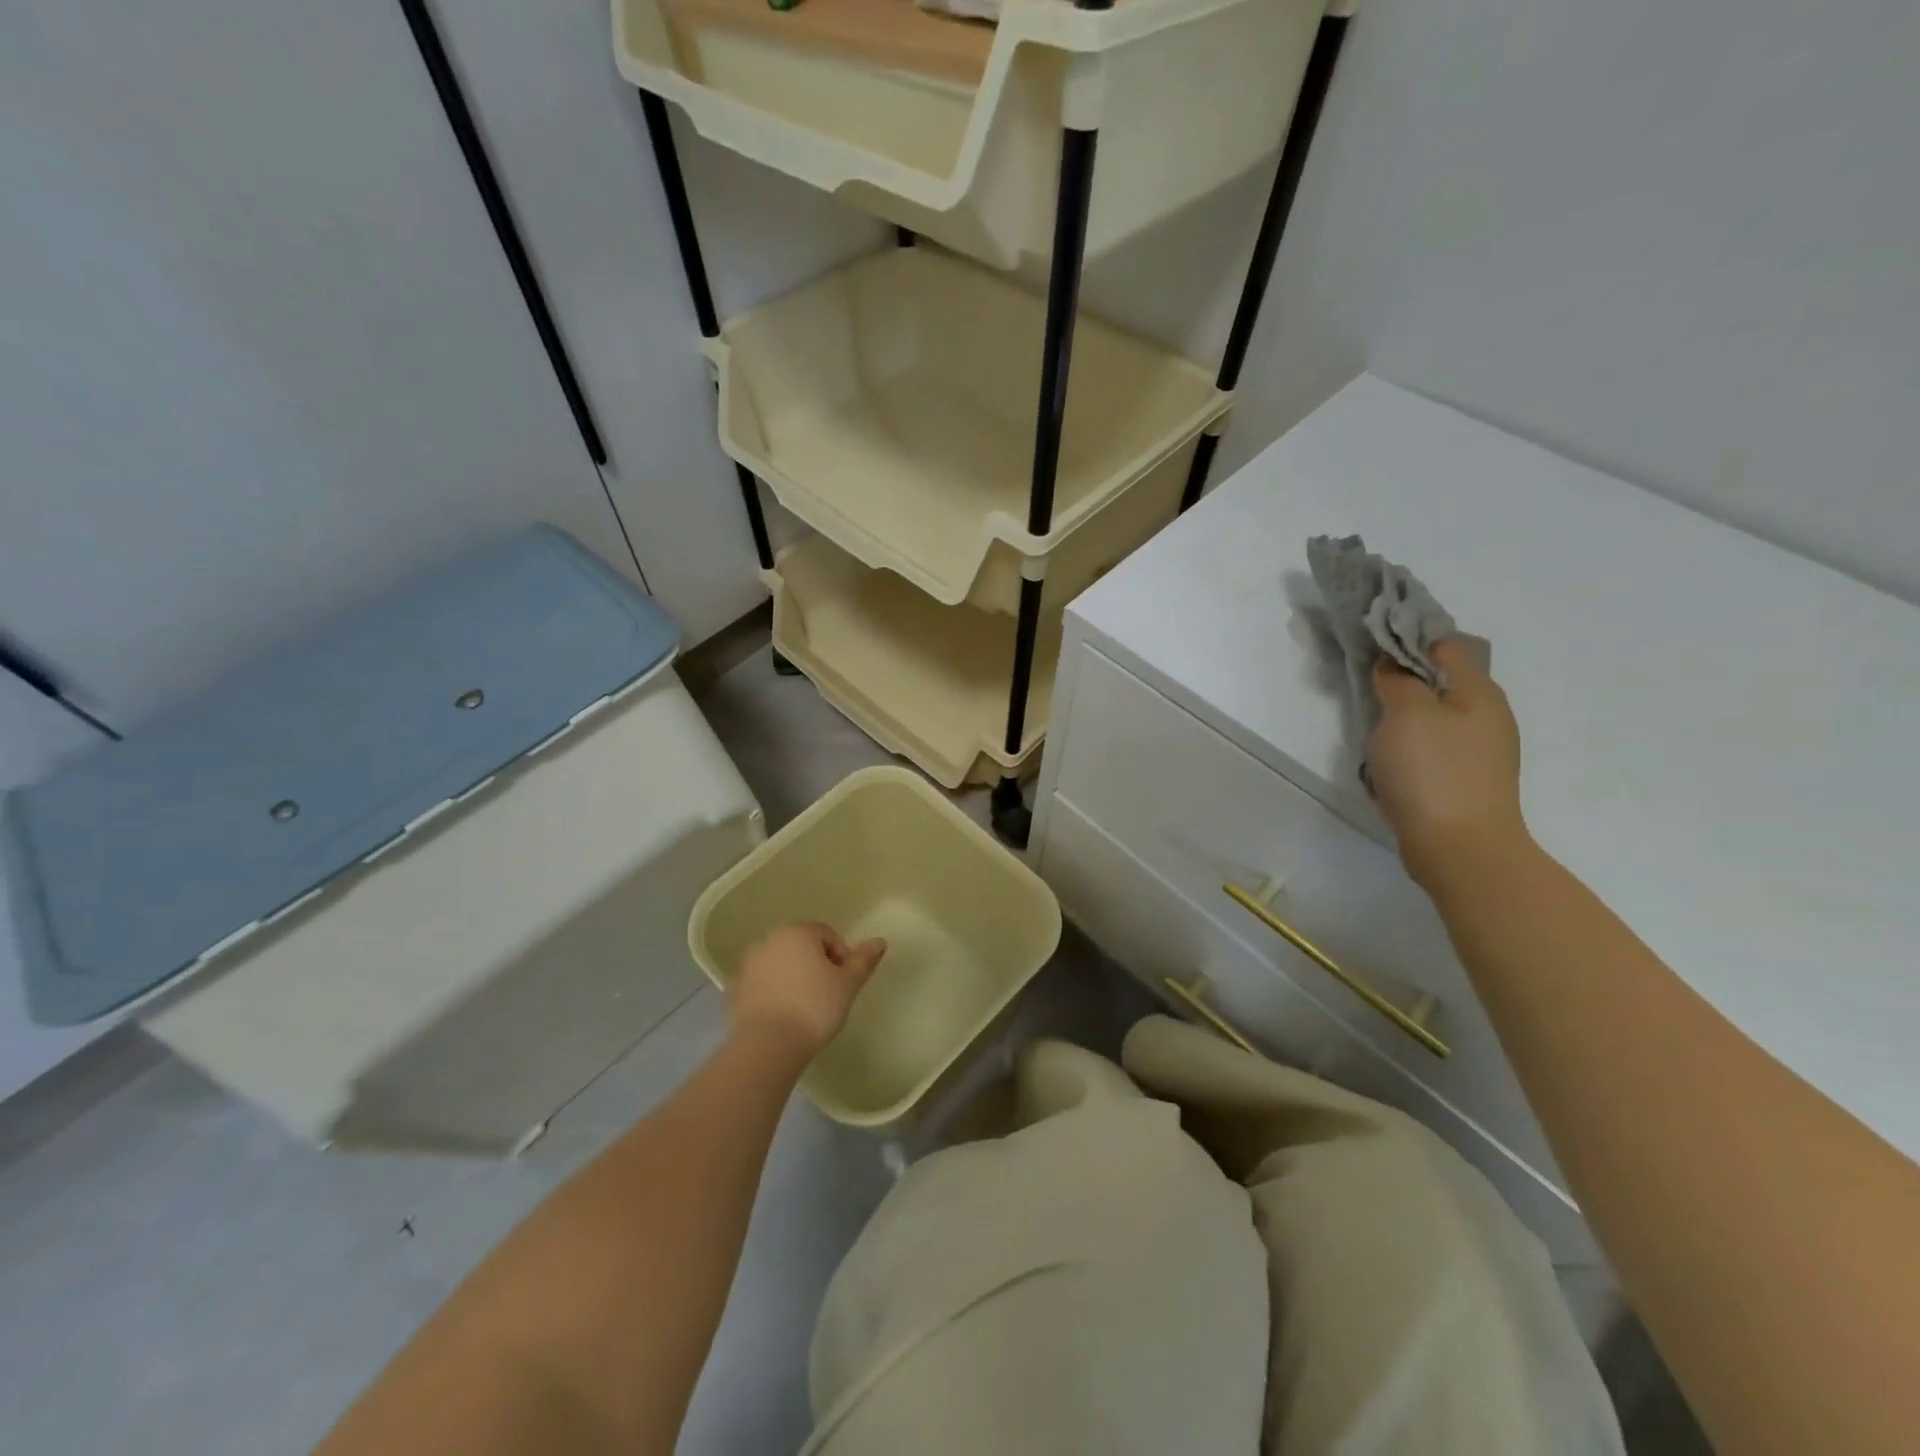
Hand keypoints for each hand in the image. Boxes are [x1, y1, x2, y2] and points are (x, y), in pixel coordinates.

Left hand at [728, 923, 887, 1057]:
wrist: (767, 1045)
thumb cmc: (814, 1007)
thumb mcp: (848, 984)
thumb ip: (864, 960)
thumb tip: (880, 941)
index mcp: (797, 932)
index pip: (827, 934)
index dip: (842, 956)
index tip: (846, 983)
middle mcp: (769, 940)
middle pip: (802, 946)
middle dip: (817, 964)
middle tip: (828, 993)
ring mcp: (748, 964)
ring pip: (780, 964)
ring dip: (793, 977)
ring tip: (804, 1006)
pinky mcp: (735, 989)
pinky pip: (762, 984)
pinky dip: (773, 992)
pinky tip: (783, 1015)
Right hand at [1368, 639, 1529, 886]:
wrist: (1460, 848)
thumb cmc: (1433, 772)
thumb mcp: (1406, 714)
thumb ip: (1397, 680)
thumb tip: (1391, 665)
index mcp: (1479, 692)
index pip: (1444, 646)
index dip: (1407, 640)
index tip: (1370, 646)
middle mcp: (1486, 716)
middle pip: (1437, 683)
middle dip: (1400, 683)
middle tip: (1364, 691)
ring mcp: (1477, 752)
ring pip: (1430, 719)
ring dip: (1400, 721)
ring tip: (1371, 733)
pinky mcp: (1462, 781)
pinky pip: (1428, 751)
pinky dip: (1406, 751)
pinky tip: (1386, 767)